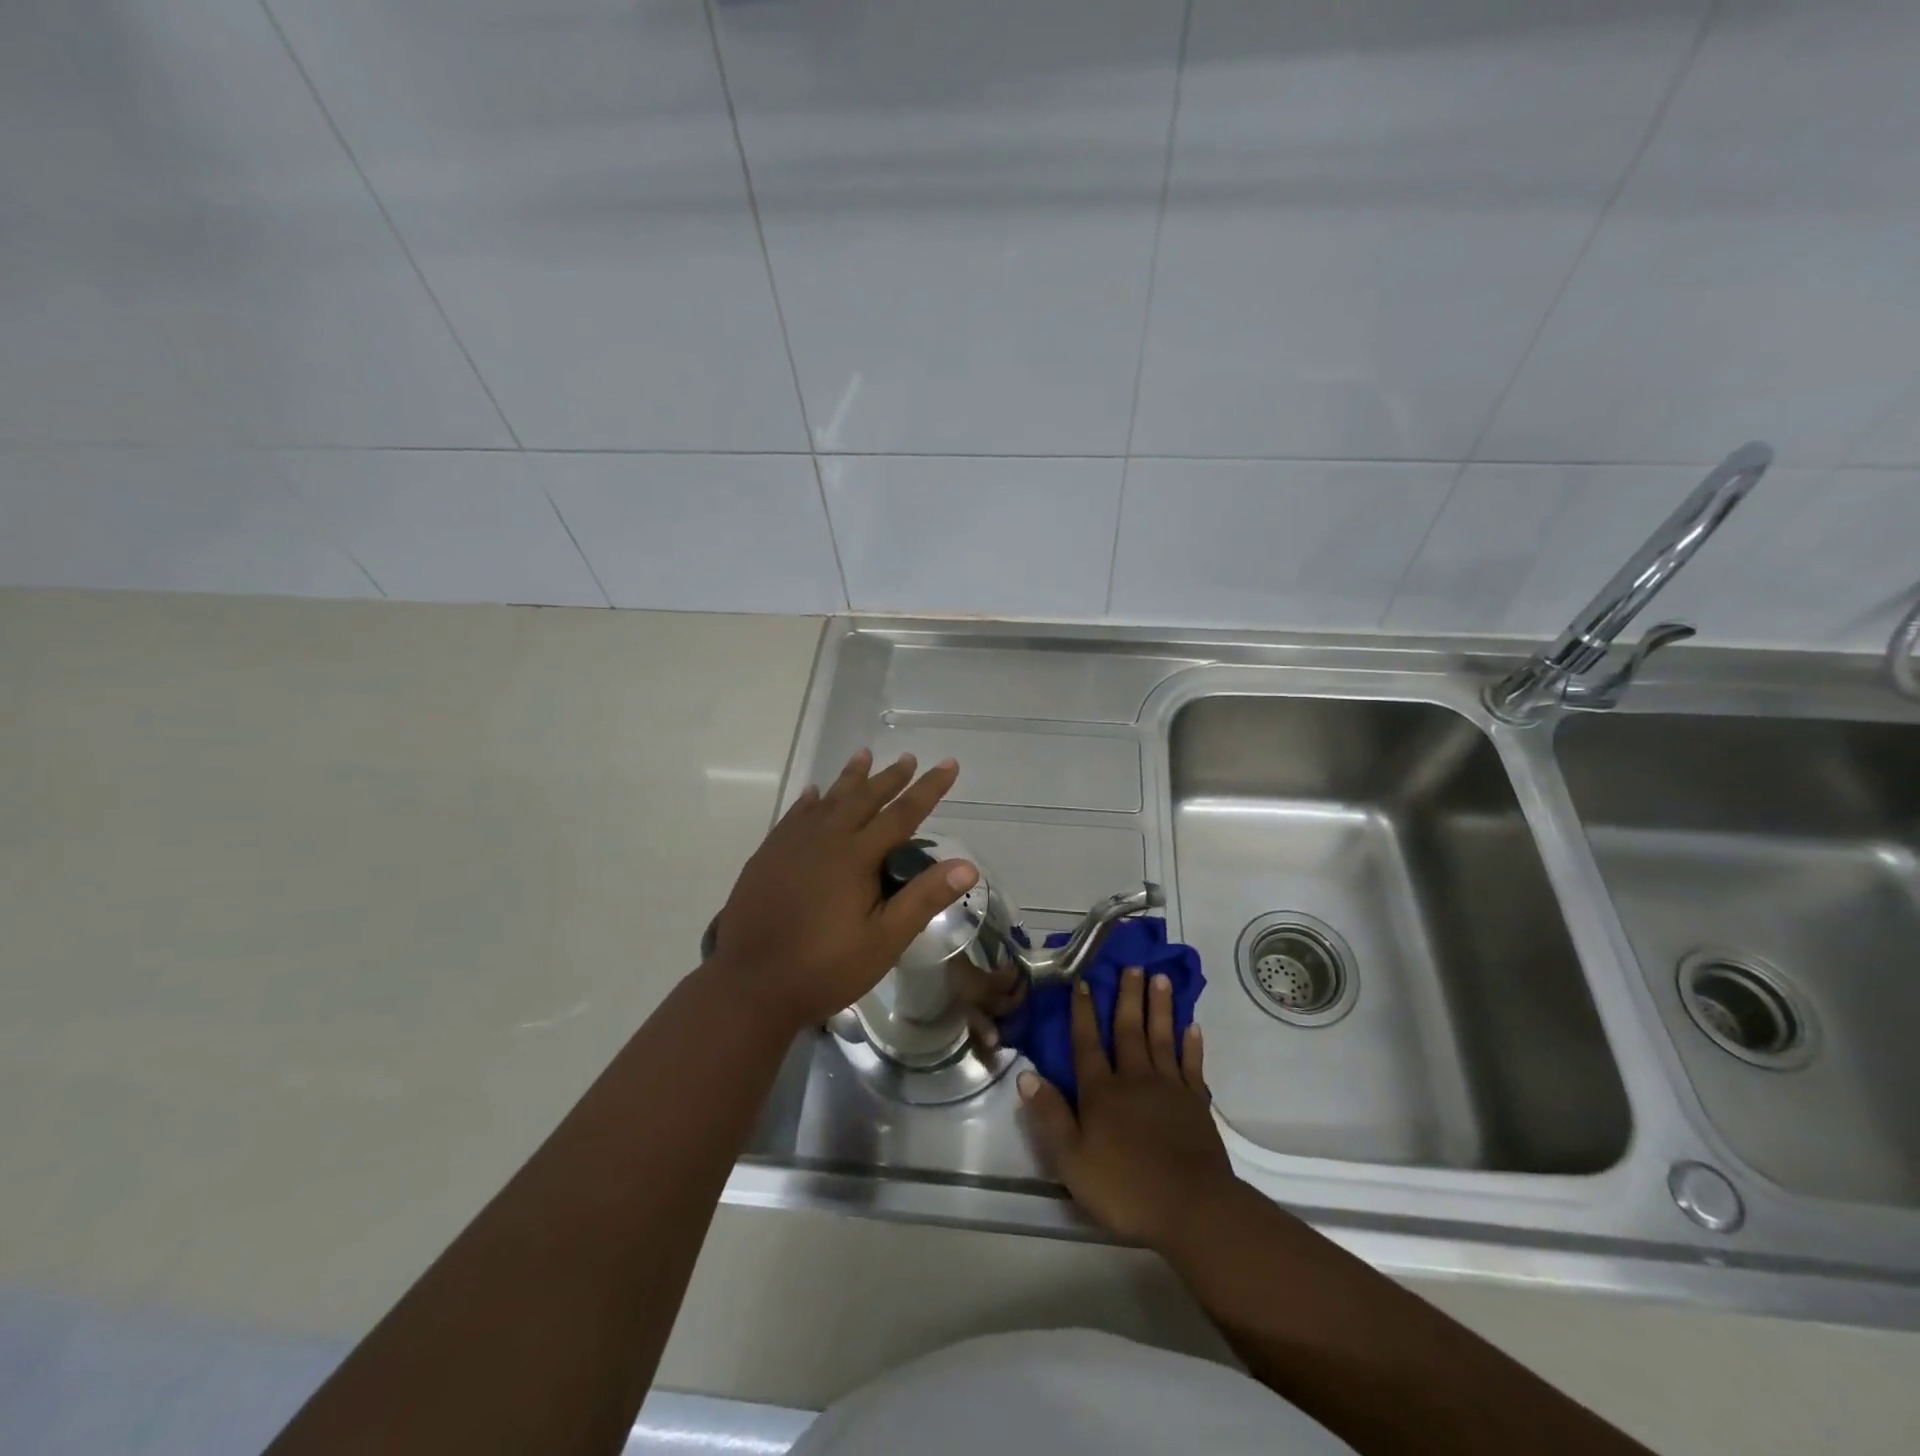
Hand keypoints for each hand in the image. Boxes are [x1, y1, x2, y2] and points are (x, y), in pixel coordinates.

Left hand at [708, 749, 977, 1031]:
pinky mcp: (767, 857)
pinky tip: (812, 794)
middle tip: (907, 758)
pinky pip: (793, 816)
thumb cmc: (824, 968)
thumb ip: (923, 899)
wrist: (749, 985)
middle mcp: (825, 840)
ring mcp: (791, 845)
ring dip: (849, 778)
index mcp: (856, 857)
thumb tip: (967, 865)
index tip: (948, 764)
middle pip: (864, 798)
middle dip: (889, 777)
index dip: (928, 788)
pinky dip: (808, 801)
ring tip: (863, 755)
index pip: (903, 814)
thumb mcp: (884, 941)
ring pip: (827, 800)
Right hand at [1018, 968, 1235, 1250]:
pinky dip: (1192, 1044)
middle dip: (1127, 996)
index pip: (1087, 1044)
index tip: (1083, 982)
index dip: (1083, 1013)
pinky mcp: (1196, 1104)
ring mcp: (1169, 1088)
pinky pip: (1192, 1065)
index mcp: (1101, 1092)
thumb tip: (1026, 1075)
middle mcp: (1134, 1079)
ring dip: (1159, 1007)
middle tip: (1131, 965)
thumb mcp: (1073, 1160)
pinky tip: (1192, 1025)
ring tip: (1160, 978)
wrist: (1192, 1209)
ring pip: (1161, 1038)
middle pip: (1128, 1030)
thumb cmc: (1125, 1188)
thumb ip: (1050, 1116)